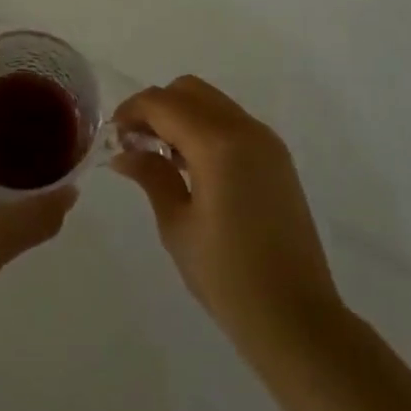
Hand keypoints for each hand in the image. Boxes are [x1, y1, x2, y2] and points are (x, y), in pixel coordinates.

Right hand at [113, 76, 340, 350]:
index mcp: (217, 143)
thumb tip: (125, 152)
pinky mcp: (277, 158)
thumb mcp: (178, 226)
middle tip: (136, 143)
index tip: (113, 136)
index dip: (132, 111)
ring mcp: (266, 141)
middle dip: (157, 107)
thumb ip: (152, 176)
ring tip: (161, 157)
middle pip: (189, 90)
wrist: (297, 320)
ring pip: (212, 102)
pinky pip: (232, 122)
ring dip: (182, 115)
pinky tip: (193, 167)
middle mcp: (245, 129)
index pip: (163, 103)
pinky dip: (206, 128)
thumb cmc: (228, 277)